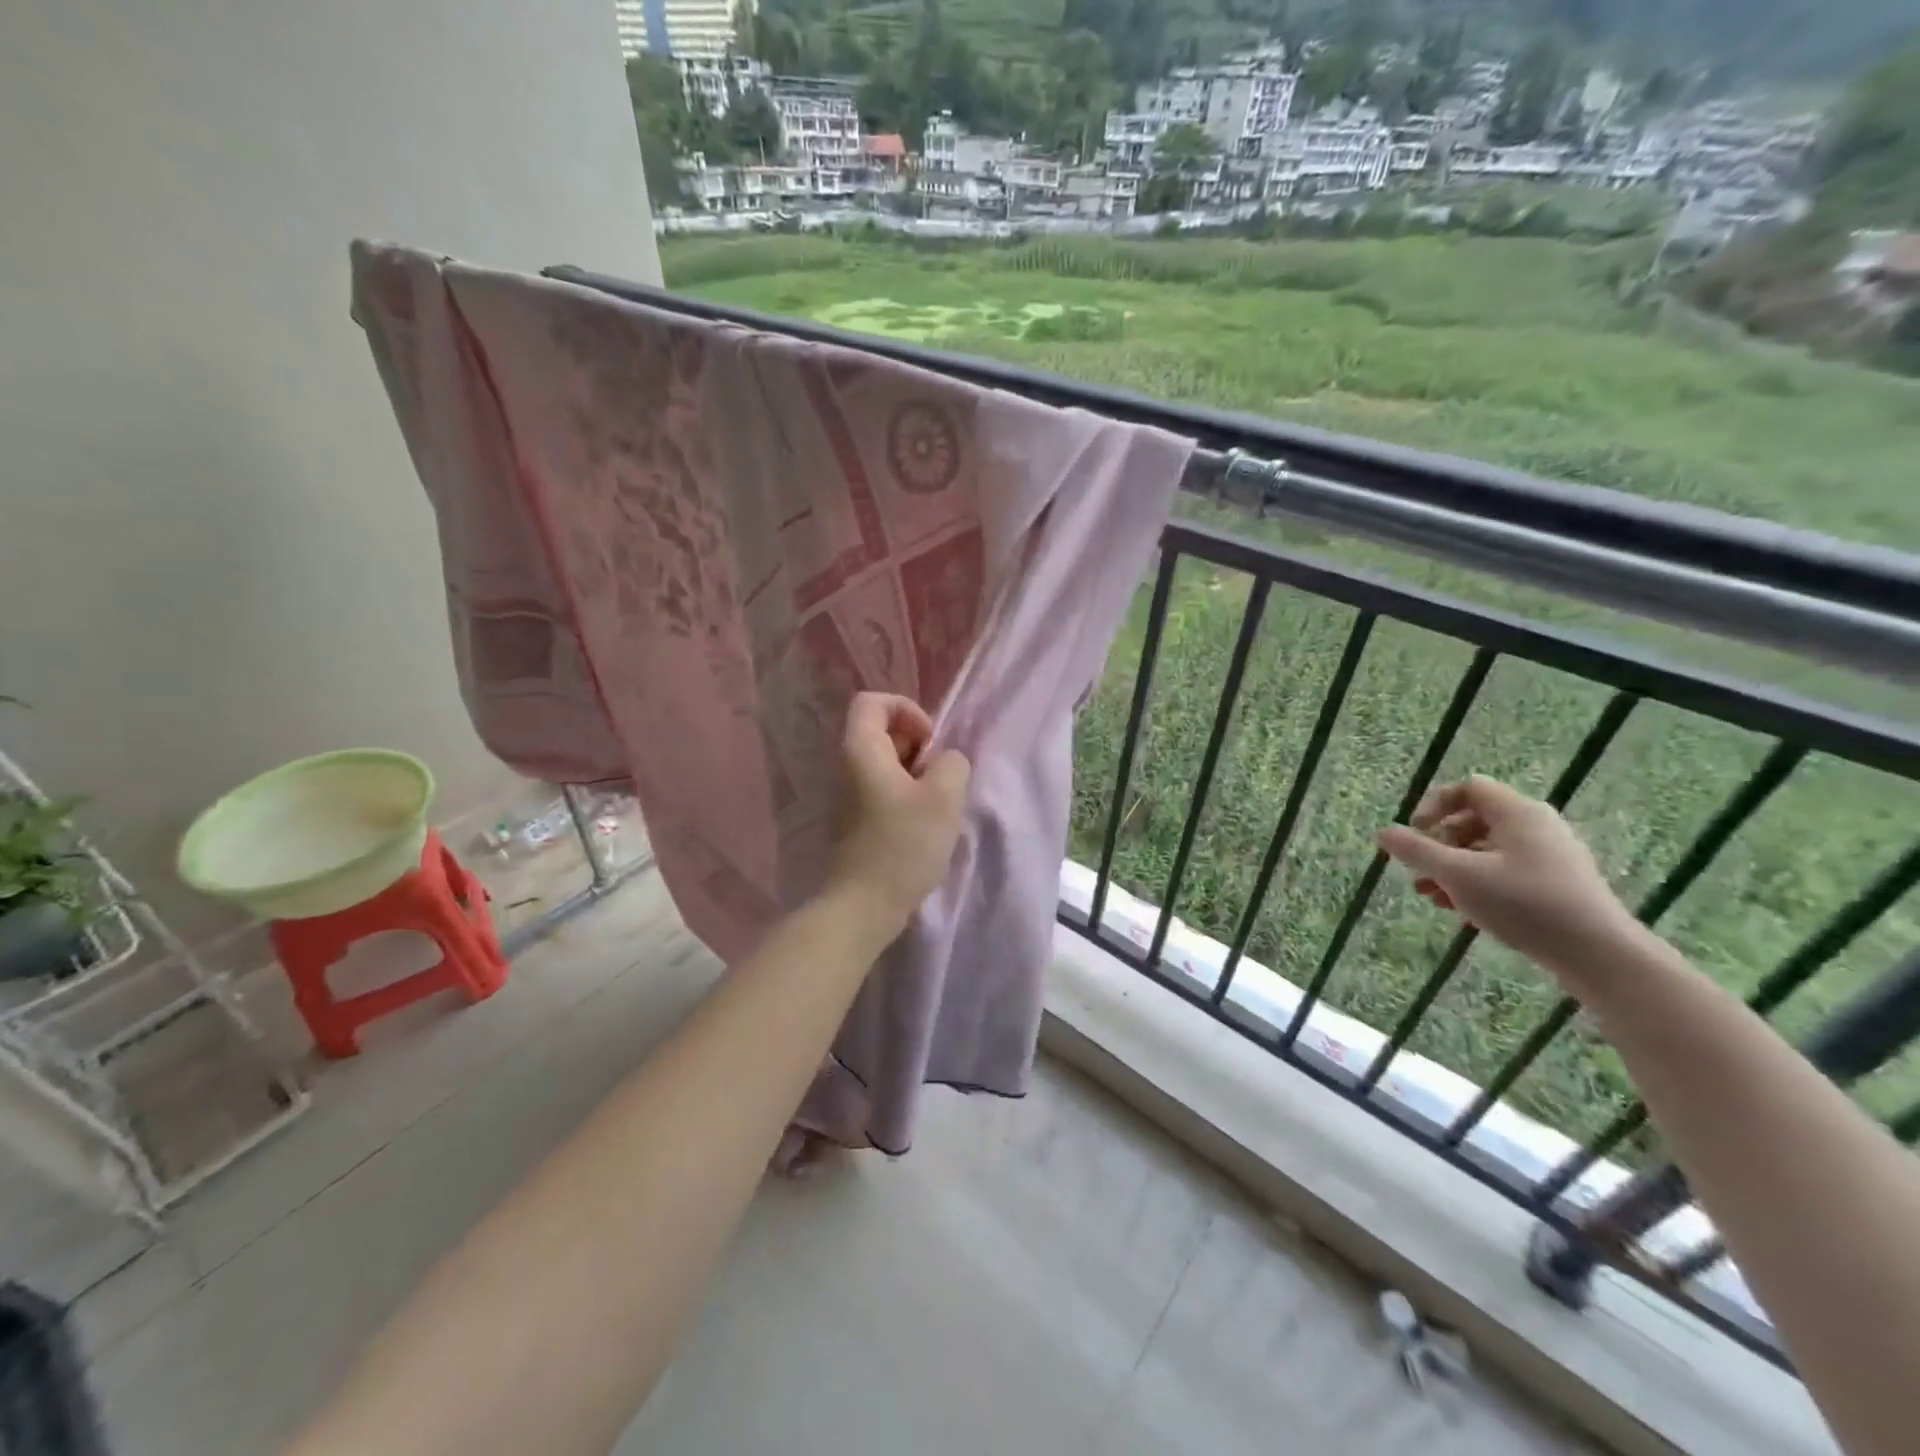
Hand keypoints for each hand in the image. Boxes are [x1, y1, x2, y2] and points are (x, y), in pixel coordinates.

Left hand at [823, 693, 970, 934]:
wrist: (863, 906)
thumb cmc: (902, 845)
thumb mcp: (943, 797)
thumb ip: (953, 764)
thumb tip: (946, 762)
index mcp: (860, 749)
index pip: (873, 701)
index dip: (907, 709)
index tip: (930, 742)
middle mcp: (848, 766)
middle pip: (882, 730)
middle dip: (918, 744)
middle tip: (940, 776)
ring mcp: (849, 794)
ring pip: (887, 762)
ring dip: (917, 773)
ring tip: (937, 803)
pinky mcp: (857, 819)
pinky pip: (883, 788)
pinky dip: (907, 794)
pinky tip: (924, 823)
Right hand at [1378, 776, 1638, 988]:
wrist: (1600, 955)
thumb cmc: (1524, 904)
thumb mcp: (1458, 875)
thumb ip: (1416, 851)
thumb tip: (1383, 832)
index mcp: (1517, 813)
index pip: (1468, 788)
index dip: (1434, 804)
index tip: (1416, 832)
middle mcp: (1537, 825)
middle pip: (1474, 819)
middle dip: (1439, 844)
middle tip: (1421, 870)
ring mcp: (1551, 856)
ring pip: (1488, 850)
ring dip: (1453, 868)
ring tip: (1431, 896)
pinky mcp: (1558, 884)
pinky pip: (1506, 871)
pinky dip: (1478, 883)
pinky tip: (1461, 910)